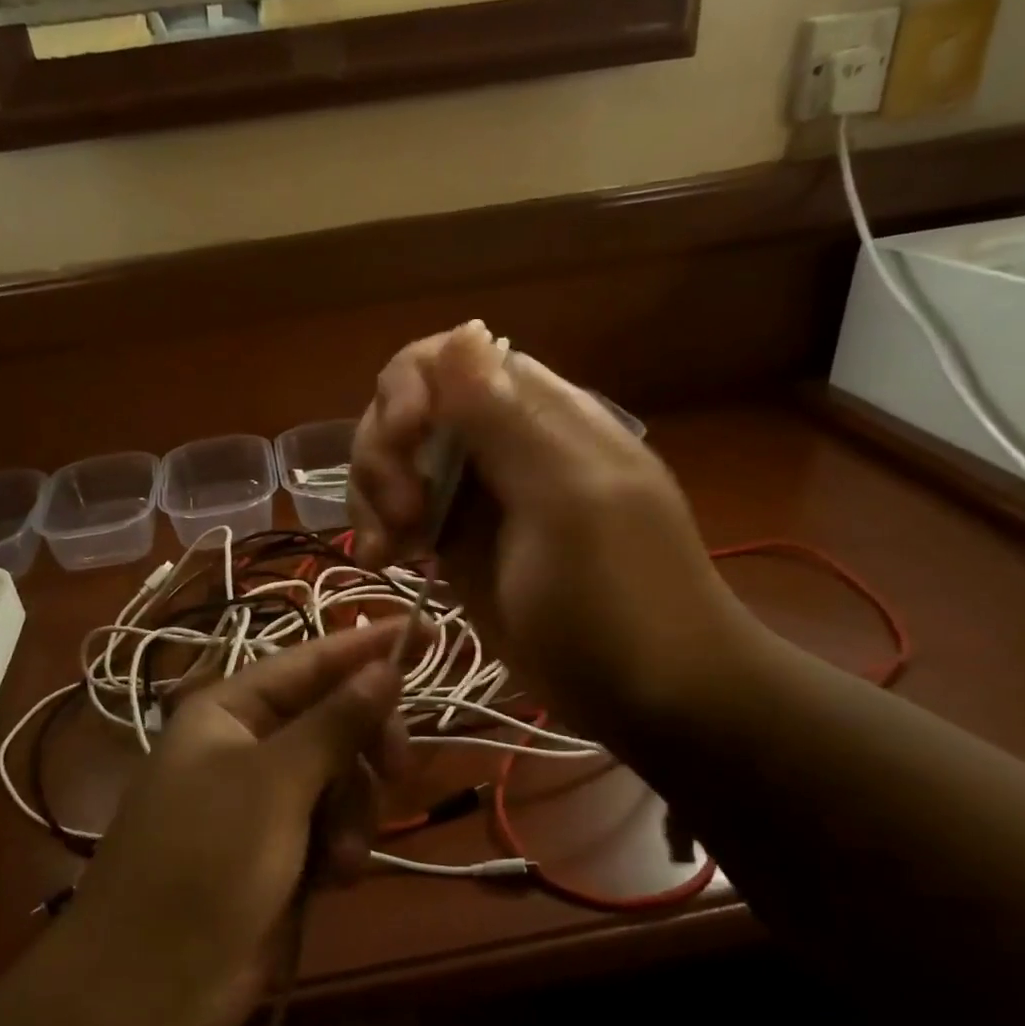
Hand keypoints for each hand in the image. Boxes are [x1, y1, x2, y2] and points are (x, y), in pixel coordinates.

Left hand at [63, 620, 406, 1025]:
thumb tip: (386, 665)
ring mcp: (261, 798)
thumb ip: (336, 721)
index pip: (309, 661)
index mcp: (228, 709)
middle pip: (332, 719)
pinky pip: (331, 823)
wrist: (154, 986)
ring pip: (339, 776)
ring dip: (353, 812)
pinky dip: (340, 846)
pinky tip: (332, 877)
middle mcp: (245, 744)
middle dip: (366, 747)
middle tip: (398, 767)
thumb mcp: (277, 782)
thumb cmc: (208, 859)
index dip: (366, 645)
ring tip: (342, 856)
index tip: (427, 629)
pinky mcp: (276, 848)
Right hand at [348, 321, 759, 742]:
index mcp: (536, 414)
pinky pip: (401, 515)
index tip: (402, 440)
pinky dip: (380, 530)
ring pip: (395, 463)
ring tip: (386, 551)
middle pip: (408, 411)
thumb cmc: (618, 597)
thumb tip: (462, 330)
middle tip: (401, 514)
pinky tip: (382, 562)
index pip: (448, 361)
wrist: (651, 696)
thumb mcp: (565, 503)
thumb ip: (506, 422)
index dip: (409, 388)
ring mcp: (476, 497)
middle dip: (384, 452)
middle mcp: (499, 444)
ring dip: (373, 495)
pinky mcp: (458, 545)